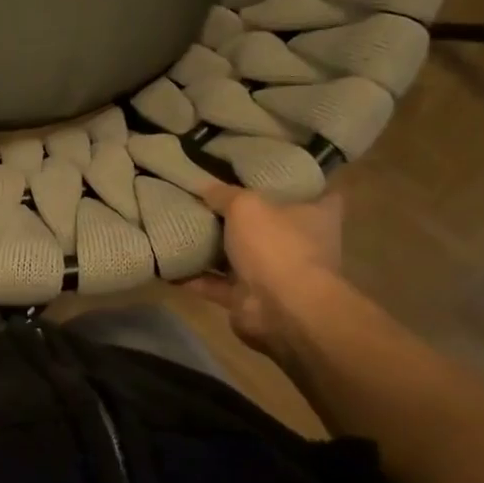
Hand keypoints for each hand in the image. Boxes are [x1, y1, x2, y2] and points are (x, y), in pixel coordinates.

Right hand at [186, 181, 343, 350]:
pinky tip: (168, 262)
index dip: (293, 182)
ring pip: (239, 255)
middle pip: (270, 224)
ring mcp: (275, 274)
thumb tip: (204, 186)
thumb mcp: (246, 206)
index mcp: (315, 217)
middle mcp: (299, 245)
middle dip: (243, 215)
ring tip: (181, 226)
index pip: (316, 192)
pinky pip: (216, 284)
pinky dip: (194, 277)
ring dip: (213, 248)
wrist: (282, 310)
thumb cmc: (276, 245)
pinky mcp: (250, 299)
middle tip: (210, 195)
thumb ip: (224, 194)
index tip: (266, 172)